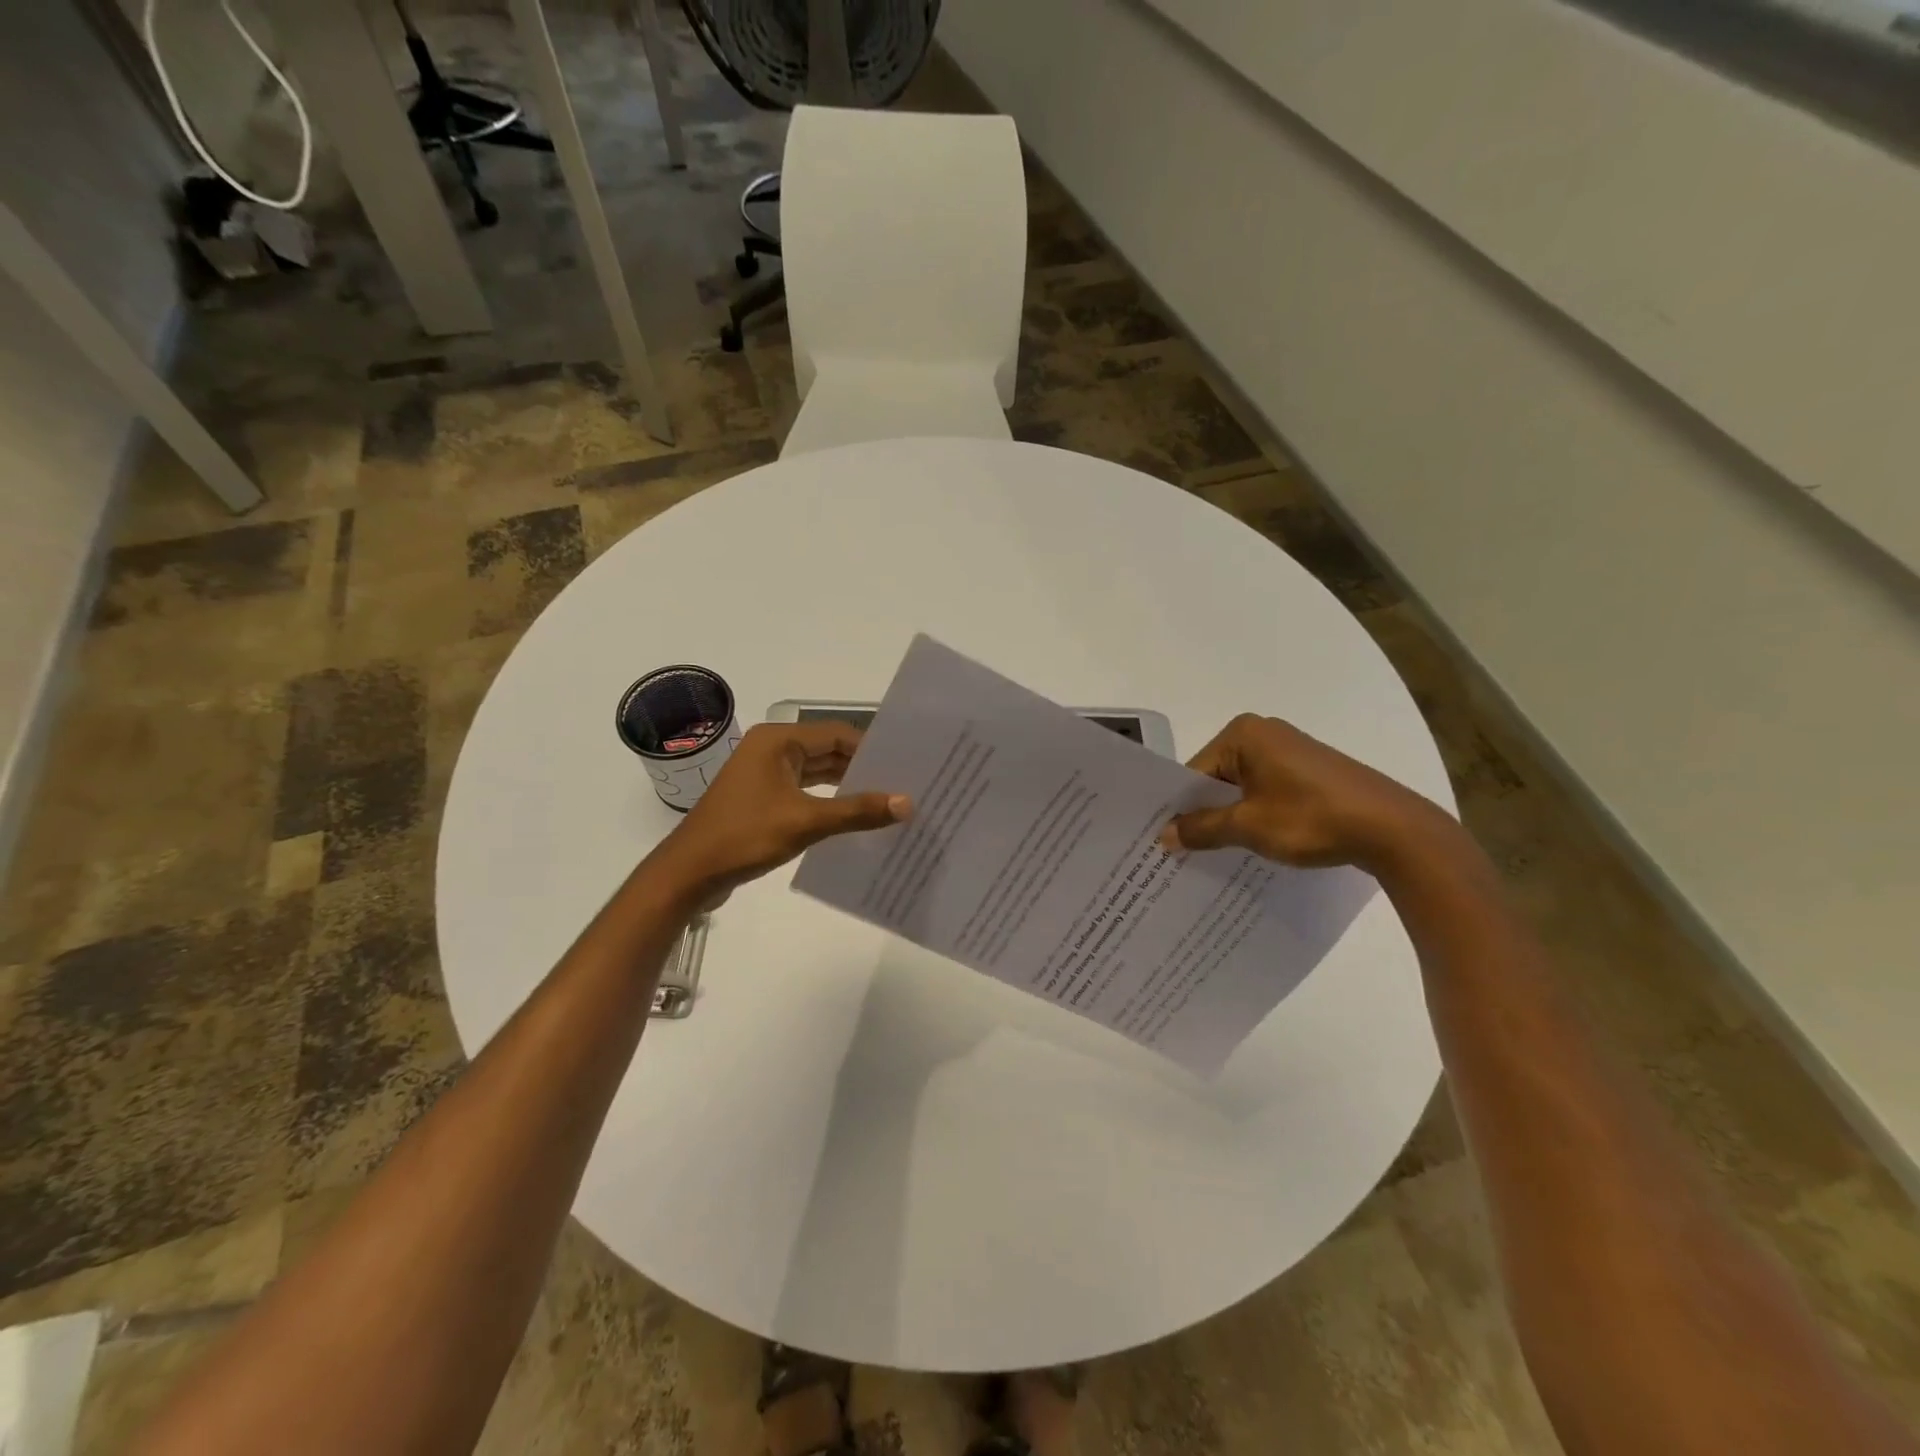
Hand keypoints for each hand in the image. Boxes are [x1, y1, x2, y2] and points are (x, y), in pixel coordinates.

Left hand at [656, 722, 909, 900]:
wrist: (689, 873)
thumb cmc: (745, 836)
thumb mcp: (806, 822)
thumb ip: (858, 810)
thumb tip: (907, 802)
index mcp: (778, 741)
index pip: (837, 734)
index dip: (872, 749)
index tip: (905, 765)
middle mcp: (772, 749)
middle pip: (828, 751)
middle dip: (863, 768)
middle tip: (904, 784)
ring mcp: (765, 774)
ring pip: (817, 772)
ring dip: (847, 786)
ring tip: (888, 801)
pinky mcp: (763, 798)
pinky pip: (805, 791)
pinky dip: (828, 801)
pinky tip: (854, 817)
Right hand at [1161, 713, 1450, 871]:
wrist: (1395, 829)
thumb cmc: (1311, 818)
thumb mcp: (1248, 827)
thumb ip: (1202, 829)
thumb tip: (1164, 836)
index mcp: (1243, 734)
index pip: (1194, 772)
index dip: (1179, 808)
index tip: (1165, 841)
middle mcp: (1264, 733)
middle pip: (1216, 777)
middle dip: (1204, 813)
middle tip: (1182, 851)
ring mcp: (1291, 751)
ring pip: (1242, 787)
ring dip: (1230, 817)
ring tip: (1215, 854)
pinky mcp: (1311, 771)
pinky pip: (1267, 791)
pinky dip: (1257, 814)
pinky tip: (1254, 843)